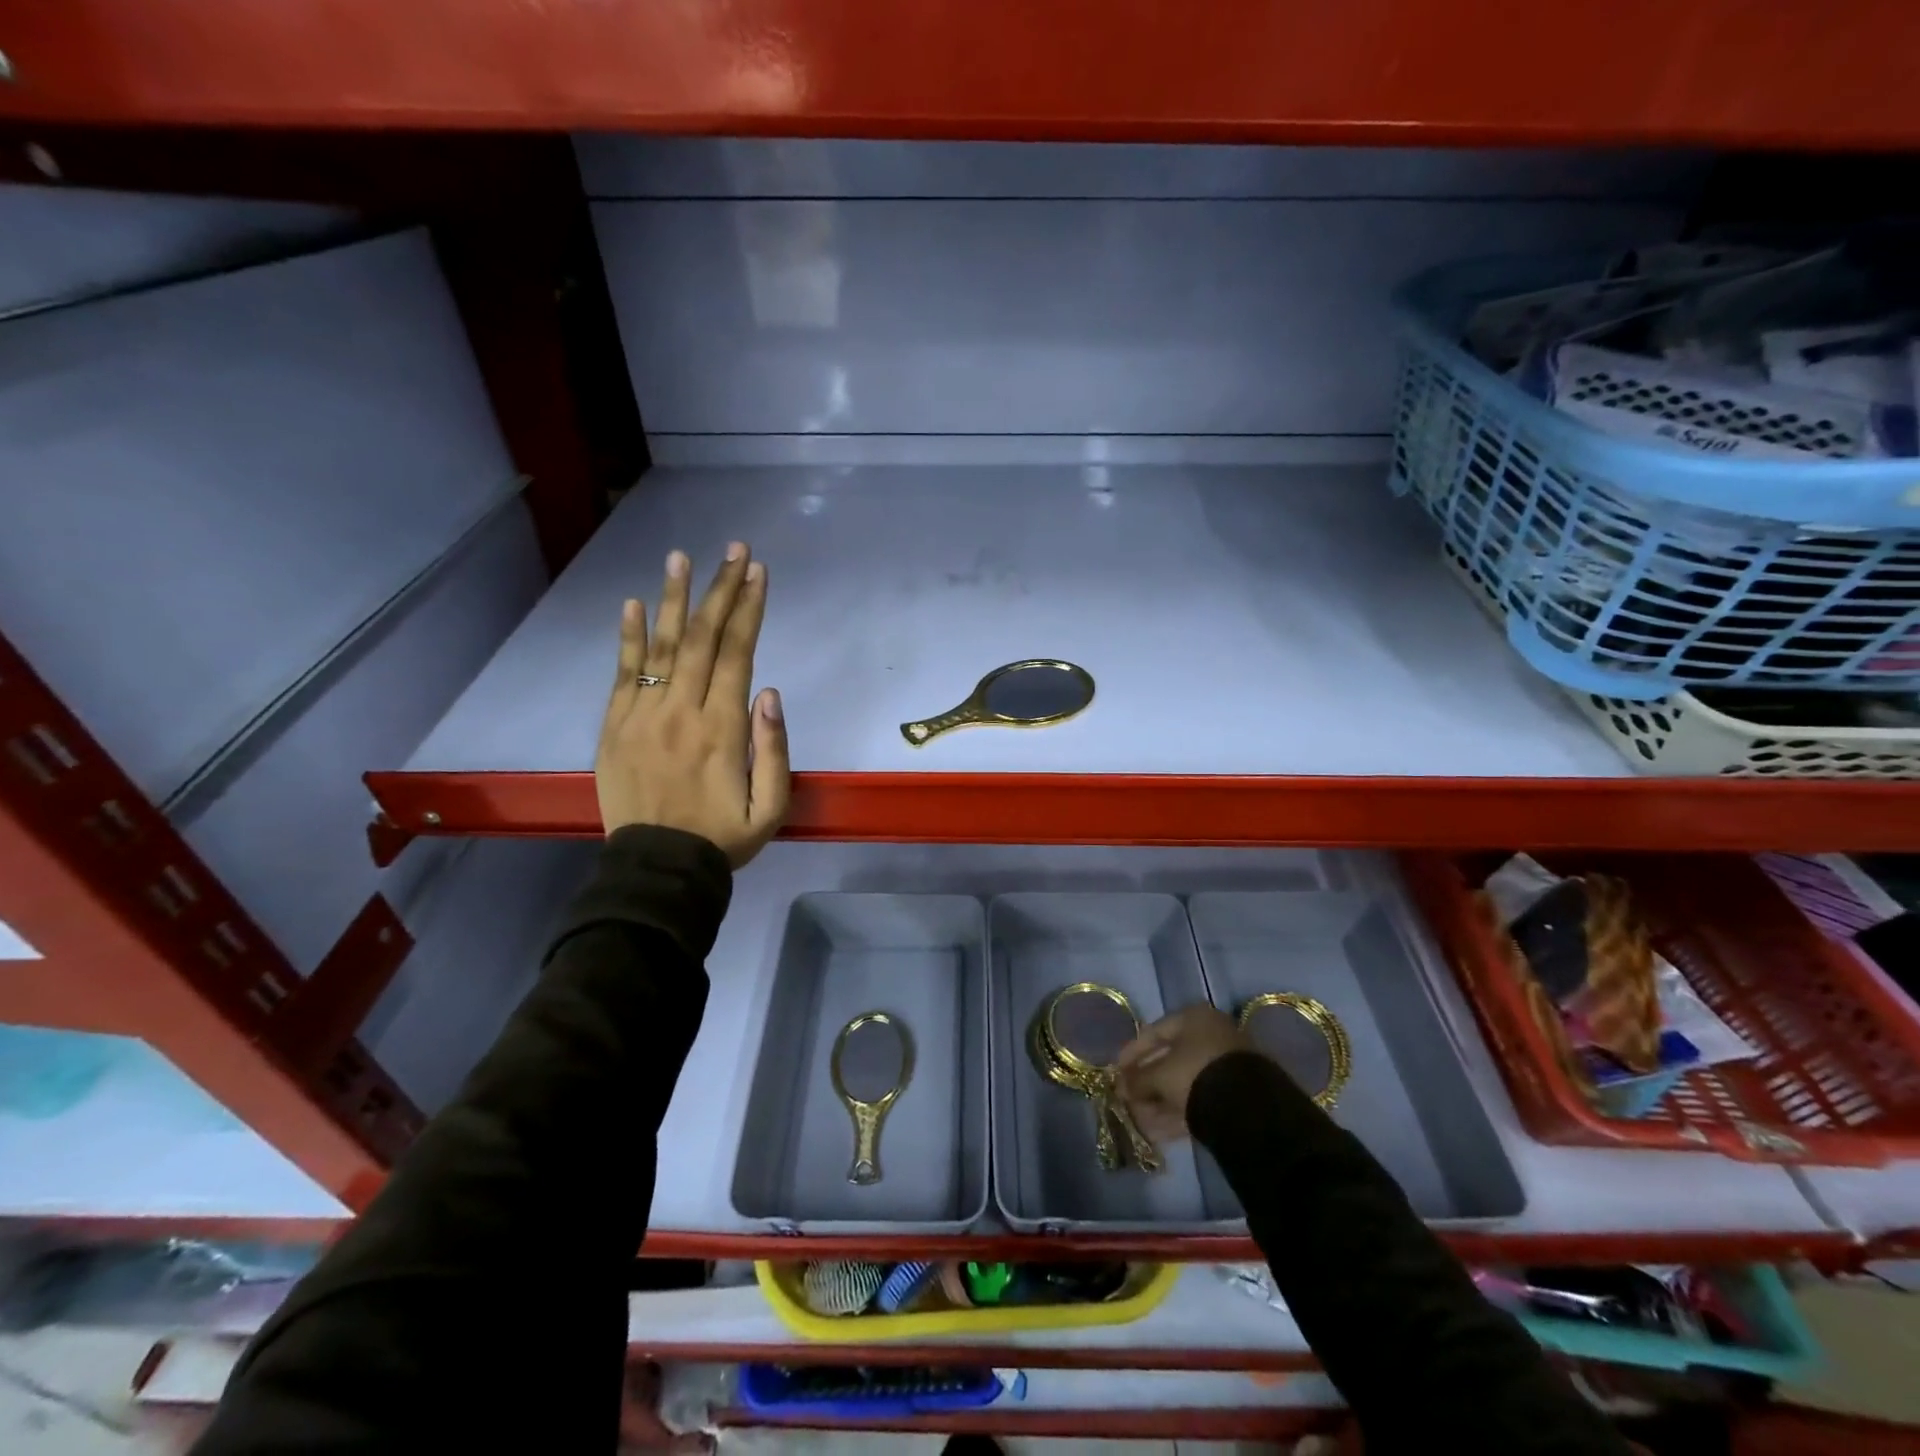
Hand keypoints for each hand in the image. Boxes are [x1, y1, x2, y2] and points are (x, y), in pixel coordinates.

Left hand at [595, 542, 789, 866]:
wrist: (658, 869)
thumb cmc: (722, 838)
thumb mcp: (771, 807)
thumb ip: (774, 749)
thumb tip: (770, 691)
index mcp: (723, 727)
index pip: (738, 653)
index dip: (750, 609)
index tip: (758, 572)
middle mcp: (682, 710)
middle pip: (704, 639)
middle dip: (722, 590)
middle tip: (733, 550)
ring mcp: (643, 715)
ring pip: (662, 646)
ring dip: (674, 599)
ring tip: (681, 558)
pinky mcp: (614, 727)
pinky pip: (622, 674)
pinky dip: (627, 638)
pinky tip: (632, 604)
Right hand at [1114, 1005, 1253, 1143]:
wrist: (1248, 1109)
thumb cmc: (1196, 1074)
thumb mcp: (1160, 1075)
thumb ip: (1137, 1079)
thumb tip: (1120, 1087)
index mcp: (1194, 1019)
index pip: (1154, 1032)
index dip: (1132, 1052)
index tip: (1116, 1070)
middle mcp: (1212, 1036)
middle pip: (1170, 1059)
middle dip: (1146, 1082)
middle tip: (1127, 1098)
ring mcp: (1226, 1066)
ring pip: (1184, 1083)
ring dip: (1159, 1101)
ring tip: (1139, 1120)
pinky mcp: (1235, 1095)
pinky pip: (1199, 1099)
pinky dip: (1177, 1112)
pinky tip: (1157, 1131)